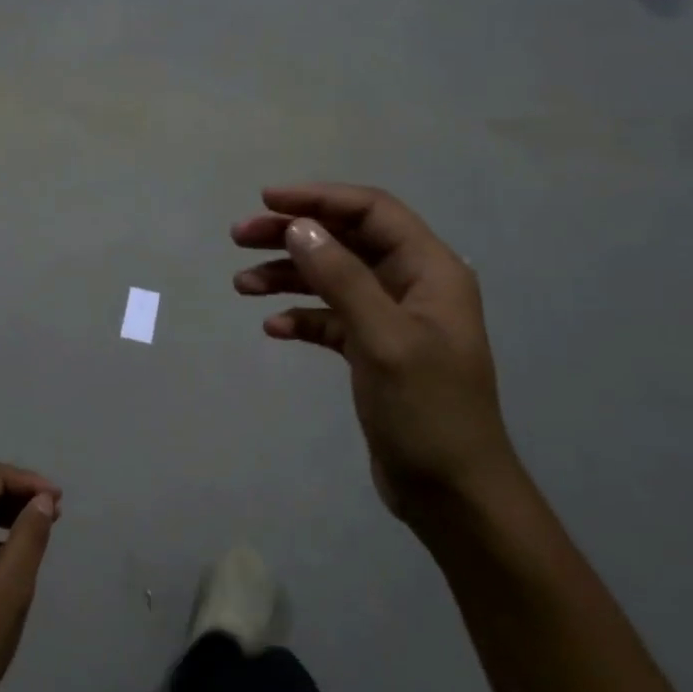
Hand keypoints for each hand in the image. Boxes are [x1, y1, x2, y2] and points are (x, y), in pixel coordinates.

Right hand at [232, 183, 518, 523]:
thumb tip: (297, 227)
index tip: (267, 201)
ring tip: (242, 285)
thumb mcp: (383, 339)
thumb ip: (341, 278)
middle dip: (293, 235)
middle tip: (239, 237)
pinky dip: (302, 318)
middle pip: (346, 241)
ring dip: (288, 276)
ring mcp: (392, 319)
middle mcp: (412, 286)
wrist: (452, 492)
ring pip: (333, 280)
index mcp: (430, 270)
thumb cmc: (427, 411)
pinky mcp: (374, 351)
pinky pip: (331, 320)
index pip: (371, 212)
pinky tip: (274, 329)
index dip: (319, 199)